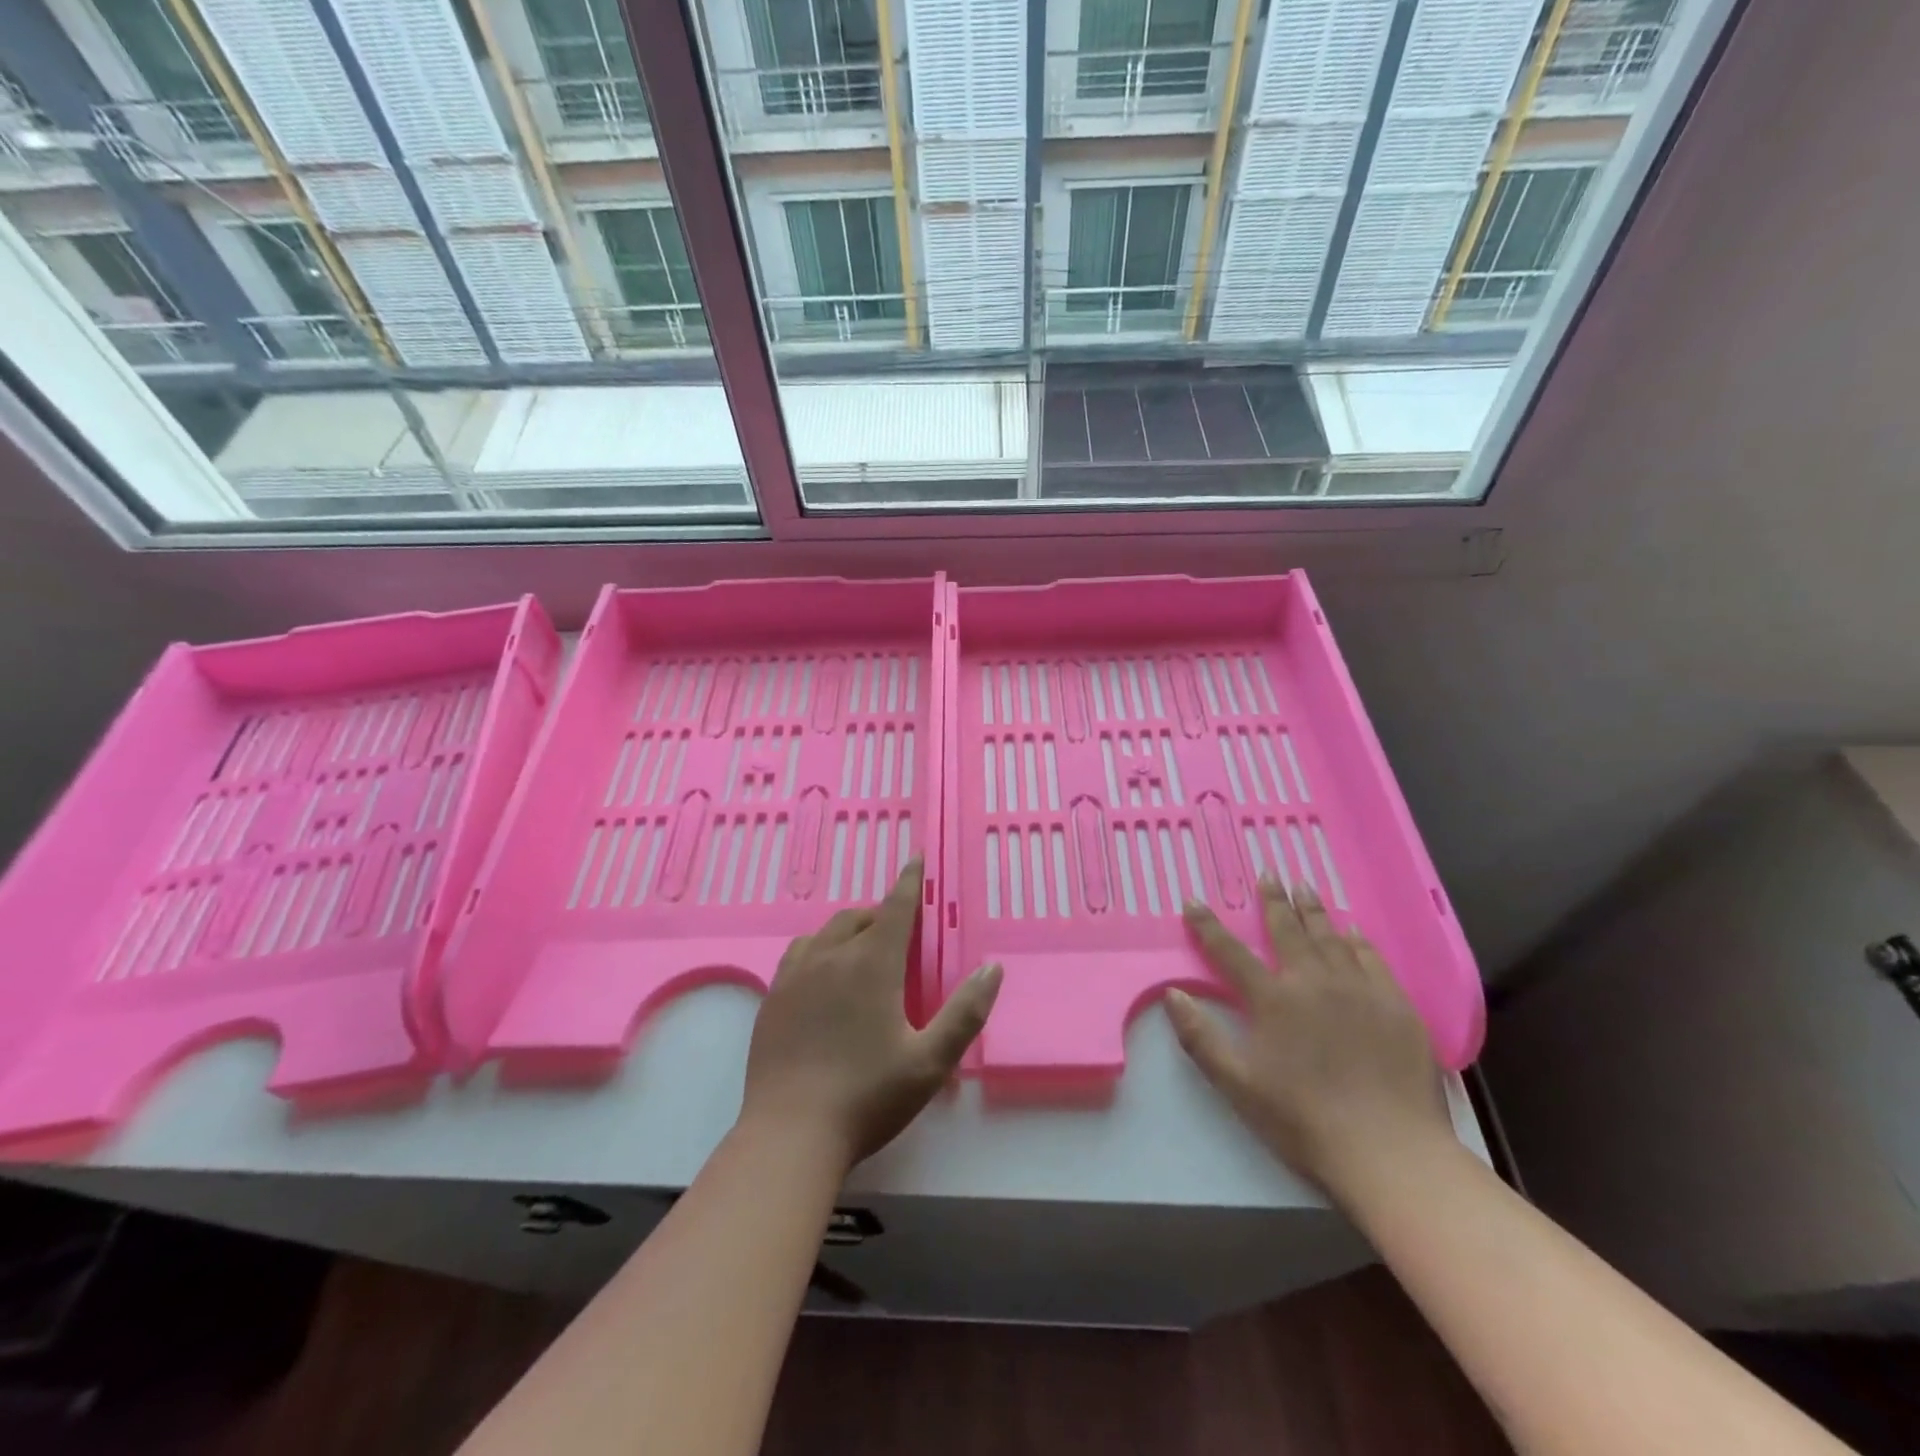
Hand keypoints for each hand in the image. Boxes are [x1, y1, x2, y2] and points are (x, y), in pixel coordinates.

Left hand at [740, 858, 1001, 1174]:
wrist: (789, 1135)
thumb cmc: (868, 1096)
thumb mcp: (931, 1061)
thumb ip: (965, 1012)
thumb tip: (991, 968)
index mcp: (872, 964)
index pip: (896, 907)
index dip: (910, 881)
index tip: (917, 858)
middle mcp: (832, 956)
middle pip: (861, 916)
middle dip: (884, 913)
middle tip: (902, 933)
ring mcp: (796, 975)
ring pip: (827, 931)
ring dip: (851, 929)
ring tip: (864, 949)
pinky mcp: (773, 997)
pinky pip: (799, 953)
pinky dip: (820, 948)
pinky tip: (823, 974)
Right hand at [1166, 878, 1450, 1202]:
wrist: (1390, 1151)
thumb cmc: (1303, 1120)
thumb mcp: (1237, 1084)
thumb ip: (1200, 1037)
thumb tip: (1172, 993)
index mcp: (1273, 999)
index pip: (1230, 952)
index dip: (1208, 926)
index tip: (1194, 901)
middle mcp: (1313, 981)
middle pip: (1287, 930)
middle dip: (1273, 901)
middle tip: (1268, 874)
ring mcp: (1359, 989)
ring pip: (1331, 937)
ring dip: (1314, 911)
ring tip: (1305, 888)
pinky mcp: (1396, 1005)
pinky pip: (1372, 959)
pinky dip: (1358, 940)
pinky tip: (1354, 931)